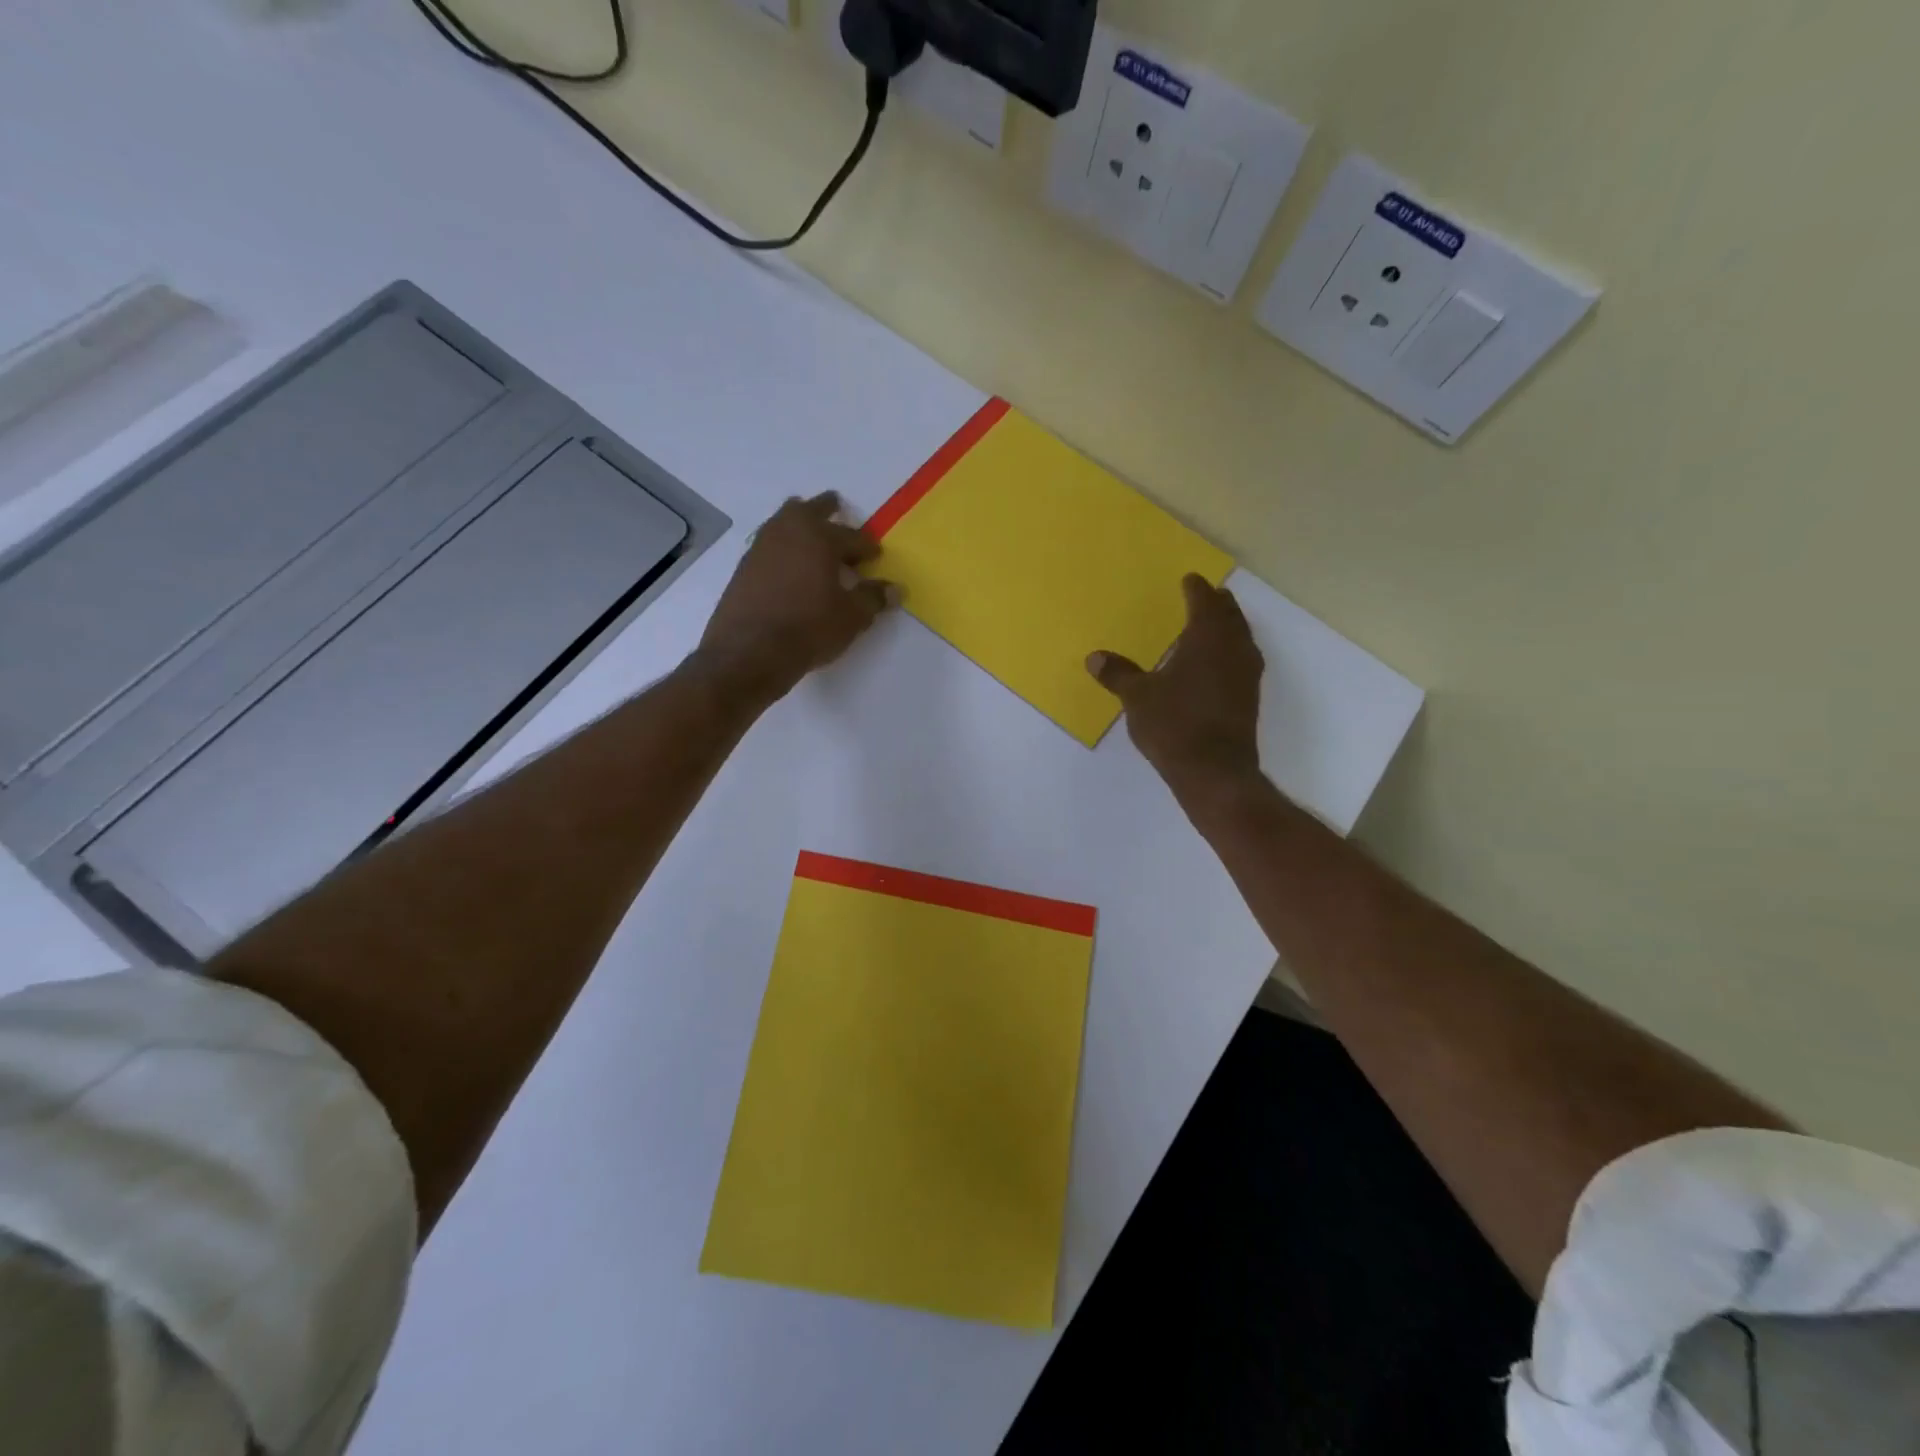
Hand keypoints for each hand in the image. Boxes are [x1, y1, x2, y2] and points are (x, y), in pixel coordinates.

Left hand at [697, 493, 897, 702]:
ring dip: (800, 524)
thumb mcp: (852, 616)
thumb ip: (873, 598)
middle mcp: (788, 531)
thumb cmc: (809, 628)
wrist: (750, 651)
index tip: (874, 555)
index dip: (866, 546)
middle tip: (837, 508)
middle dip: (827, 509)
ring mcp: (761, 546)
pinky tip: (789, 565)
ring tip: (810, 535)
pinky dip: (783, 547)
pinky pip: (769, 544)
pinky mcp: (744, 567)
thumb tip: (895, 589)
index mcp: (819, 537)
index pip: (851, 536)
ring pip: (784, 522)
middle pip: (810, 510)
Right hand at [1087, 574, 1264, 800]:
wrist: (1214, 771)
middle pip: (1230, 615)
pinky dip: (1230, 651)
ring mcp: (1246, 674)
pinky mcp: (1249, 698)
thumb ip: (1118, 674)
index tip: (1189, 580)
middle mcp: (1233, 649)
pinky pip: (1241, 660)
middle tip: (1205, 595)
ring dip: (1228, 627)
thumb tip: (1095, 658)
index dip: (1196, 589)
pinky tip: (1216, 664)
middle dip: (1217, 603)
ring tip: (1211, 626)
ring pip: (1240, 637)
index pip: (1204, 603)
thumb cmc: (1174, 725)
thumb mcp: (1137, 698)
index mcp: (1207, 639)